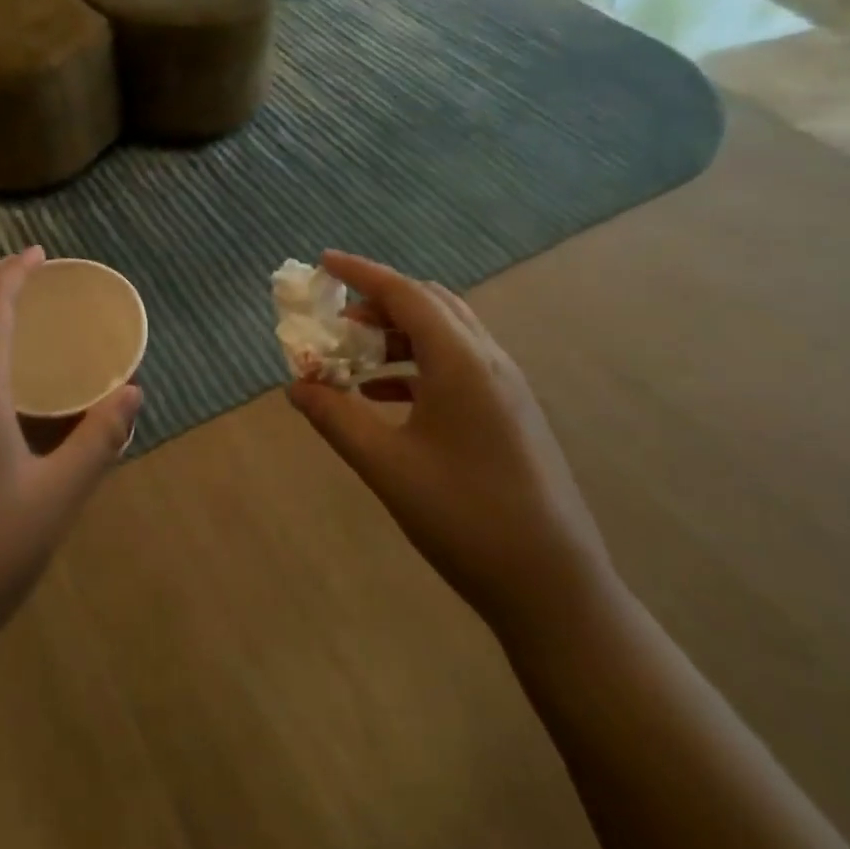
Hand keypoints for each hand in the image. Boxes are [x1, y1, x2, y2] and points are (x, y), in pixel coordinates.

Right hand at [287, 251, 616, 636]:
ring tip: (354, 359)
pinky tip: (385, 397)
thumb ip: (336, 417)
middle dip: (378, 303)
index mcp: (461, 362)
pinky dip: (417, 365)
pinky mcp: (510, 413)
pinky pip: (457, 365)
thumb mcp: (386, 465)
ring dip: (397, 334)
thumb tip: (296, 386)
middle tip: (336, 321)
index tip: (324, 262)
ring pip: (446, 335)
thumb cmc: (464, 517)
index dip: (362, 273)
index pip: (405, 294)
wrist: (554, 586)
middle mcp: (489, 361)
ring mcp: (506, 388)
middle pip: (429, 305)